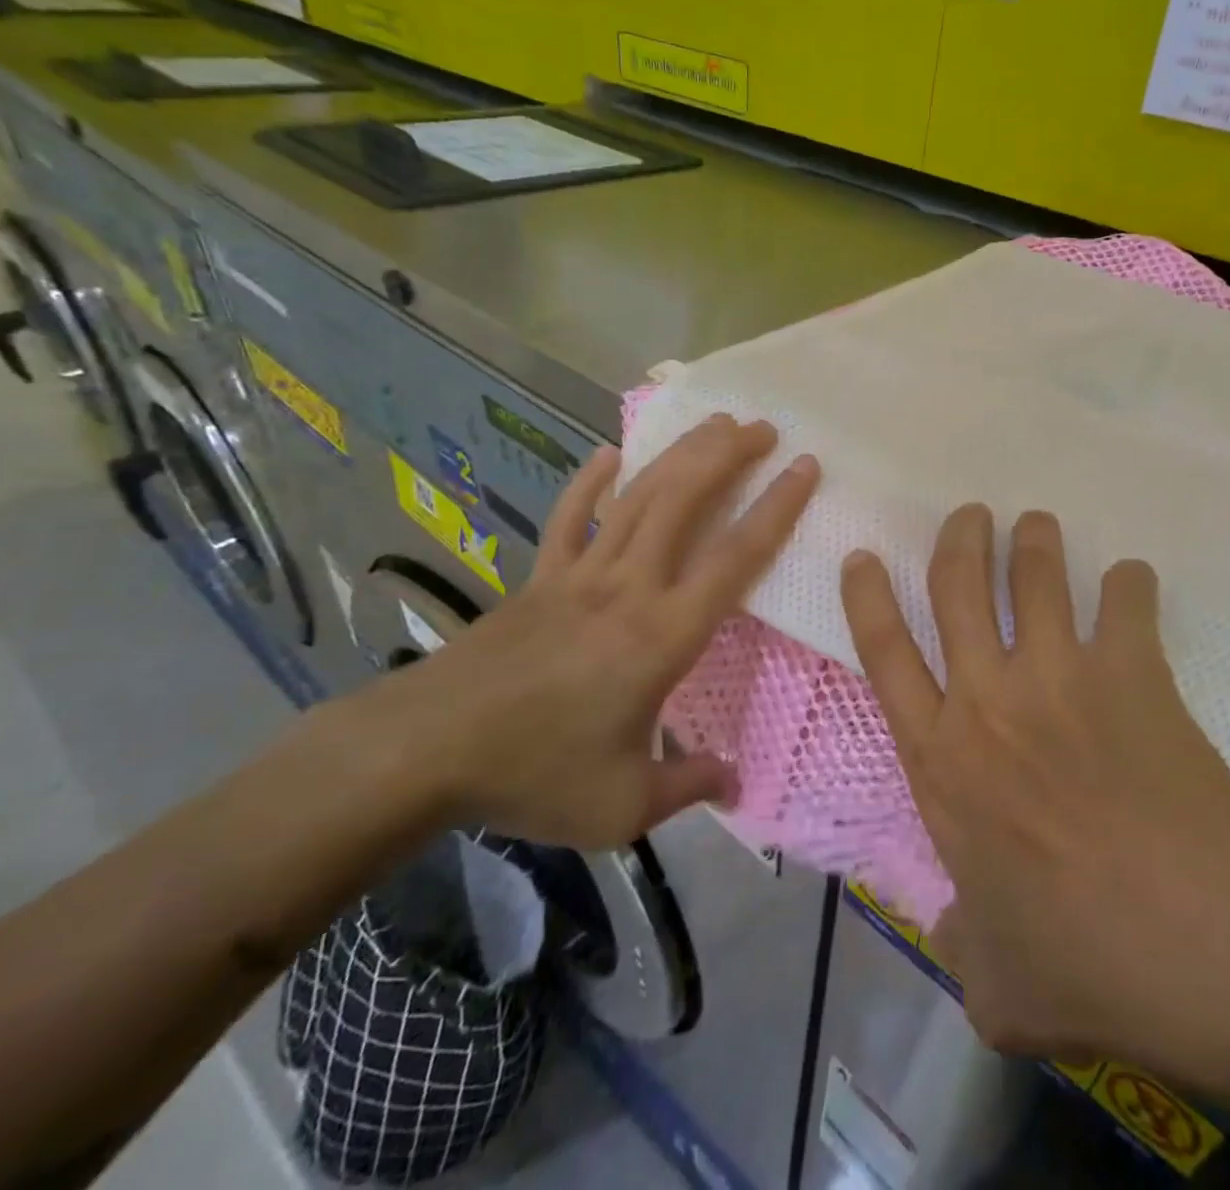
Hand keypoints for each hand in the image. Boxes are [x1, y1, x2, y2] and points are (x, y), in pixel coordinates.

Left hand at [390, 415, 818, 848]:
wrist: (425, 750)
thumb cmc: (535, 773)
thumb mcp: (623, 806)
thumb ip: (688, 786)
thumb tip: (736, 782)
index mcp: (664, 634)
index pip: (735, 558)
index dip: (776, 508)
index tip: (804, 467)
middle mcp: (630, 587)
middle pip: (685, 502)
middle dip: (727, 456)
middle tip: (762, 427)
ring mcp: (580, 574)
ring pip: (639, 497)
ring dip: (679, 455)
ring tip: (712, 424)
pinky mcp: (540, 577)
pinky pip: (570, 516)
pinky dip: (590, 481)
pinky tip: (608, 453)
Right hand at [841, 506, 1229, 1064]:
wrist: (1190, 935)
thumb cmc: (1078, 959)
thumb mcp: (994, 980)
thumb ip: (961, 944)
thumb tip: (949, 932)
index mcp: (941, 760)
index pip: (884, 656)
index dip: (868, 599)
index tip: (864, 557)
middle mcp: (988, 701)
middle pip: (955, 589)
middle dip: (957, 540)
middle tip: (968, 514)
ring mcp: (1057, 676)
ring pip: (1033, 577)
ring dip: (1033, 542)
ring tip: (1036, 523)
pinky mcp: (1127, 672)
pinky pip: (1125, 602)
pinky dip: (1128, 583)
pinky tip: (1132, 578)